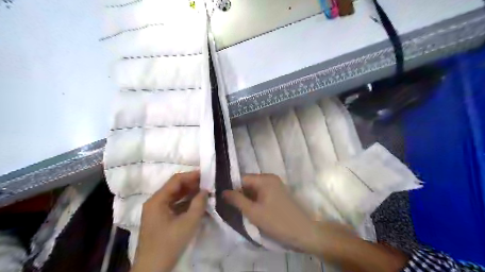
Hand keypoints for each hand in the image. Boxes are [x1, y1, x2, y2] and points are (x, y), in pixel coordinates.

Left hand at [130, 172, 208, 271]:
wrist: (153, 269)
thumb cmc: (169, 243)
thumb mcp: (188, 223)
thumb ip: (199, 204)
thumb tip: (205, 190)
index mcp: (157, 200)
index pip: (176, 180)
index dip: (191, 175)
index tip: (206, 174)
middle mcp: (155, 202)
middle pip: (175, 187)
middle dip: (192, 184)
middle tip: (208, 184)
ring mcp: (156, 211)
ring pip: (175, 196)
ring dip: (190, 193)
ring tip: (205, 192)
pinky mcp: (160, 219)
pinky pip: (174, 205)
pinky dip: (186, 203)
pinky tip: (197, 204)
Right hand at [221, 174, 322, 252]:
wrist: (303, 232)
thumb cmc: (277, 221)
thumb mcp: (253, 212)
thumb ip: (237, 200)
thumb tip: (223, 192)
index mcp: (264, 179)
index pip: (241, 178)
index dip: (232, 188)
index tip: (224, 200)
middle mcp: (270, 178)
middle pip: (248, 183)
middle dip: (240, 194)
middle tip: (232, 208)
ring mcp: (275, 185)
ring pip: (254, 189)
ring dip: (247, 199)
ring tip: (241, 211)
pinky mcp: (278, 193)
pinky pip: (262, 193)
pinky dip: (255, 200)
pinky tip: (252, 211)